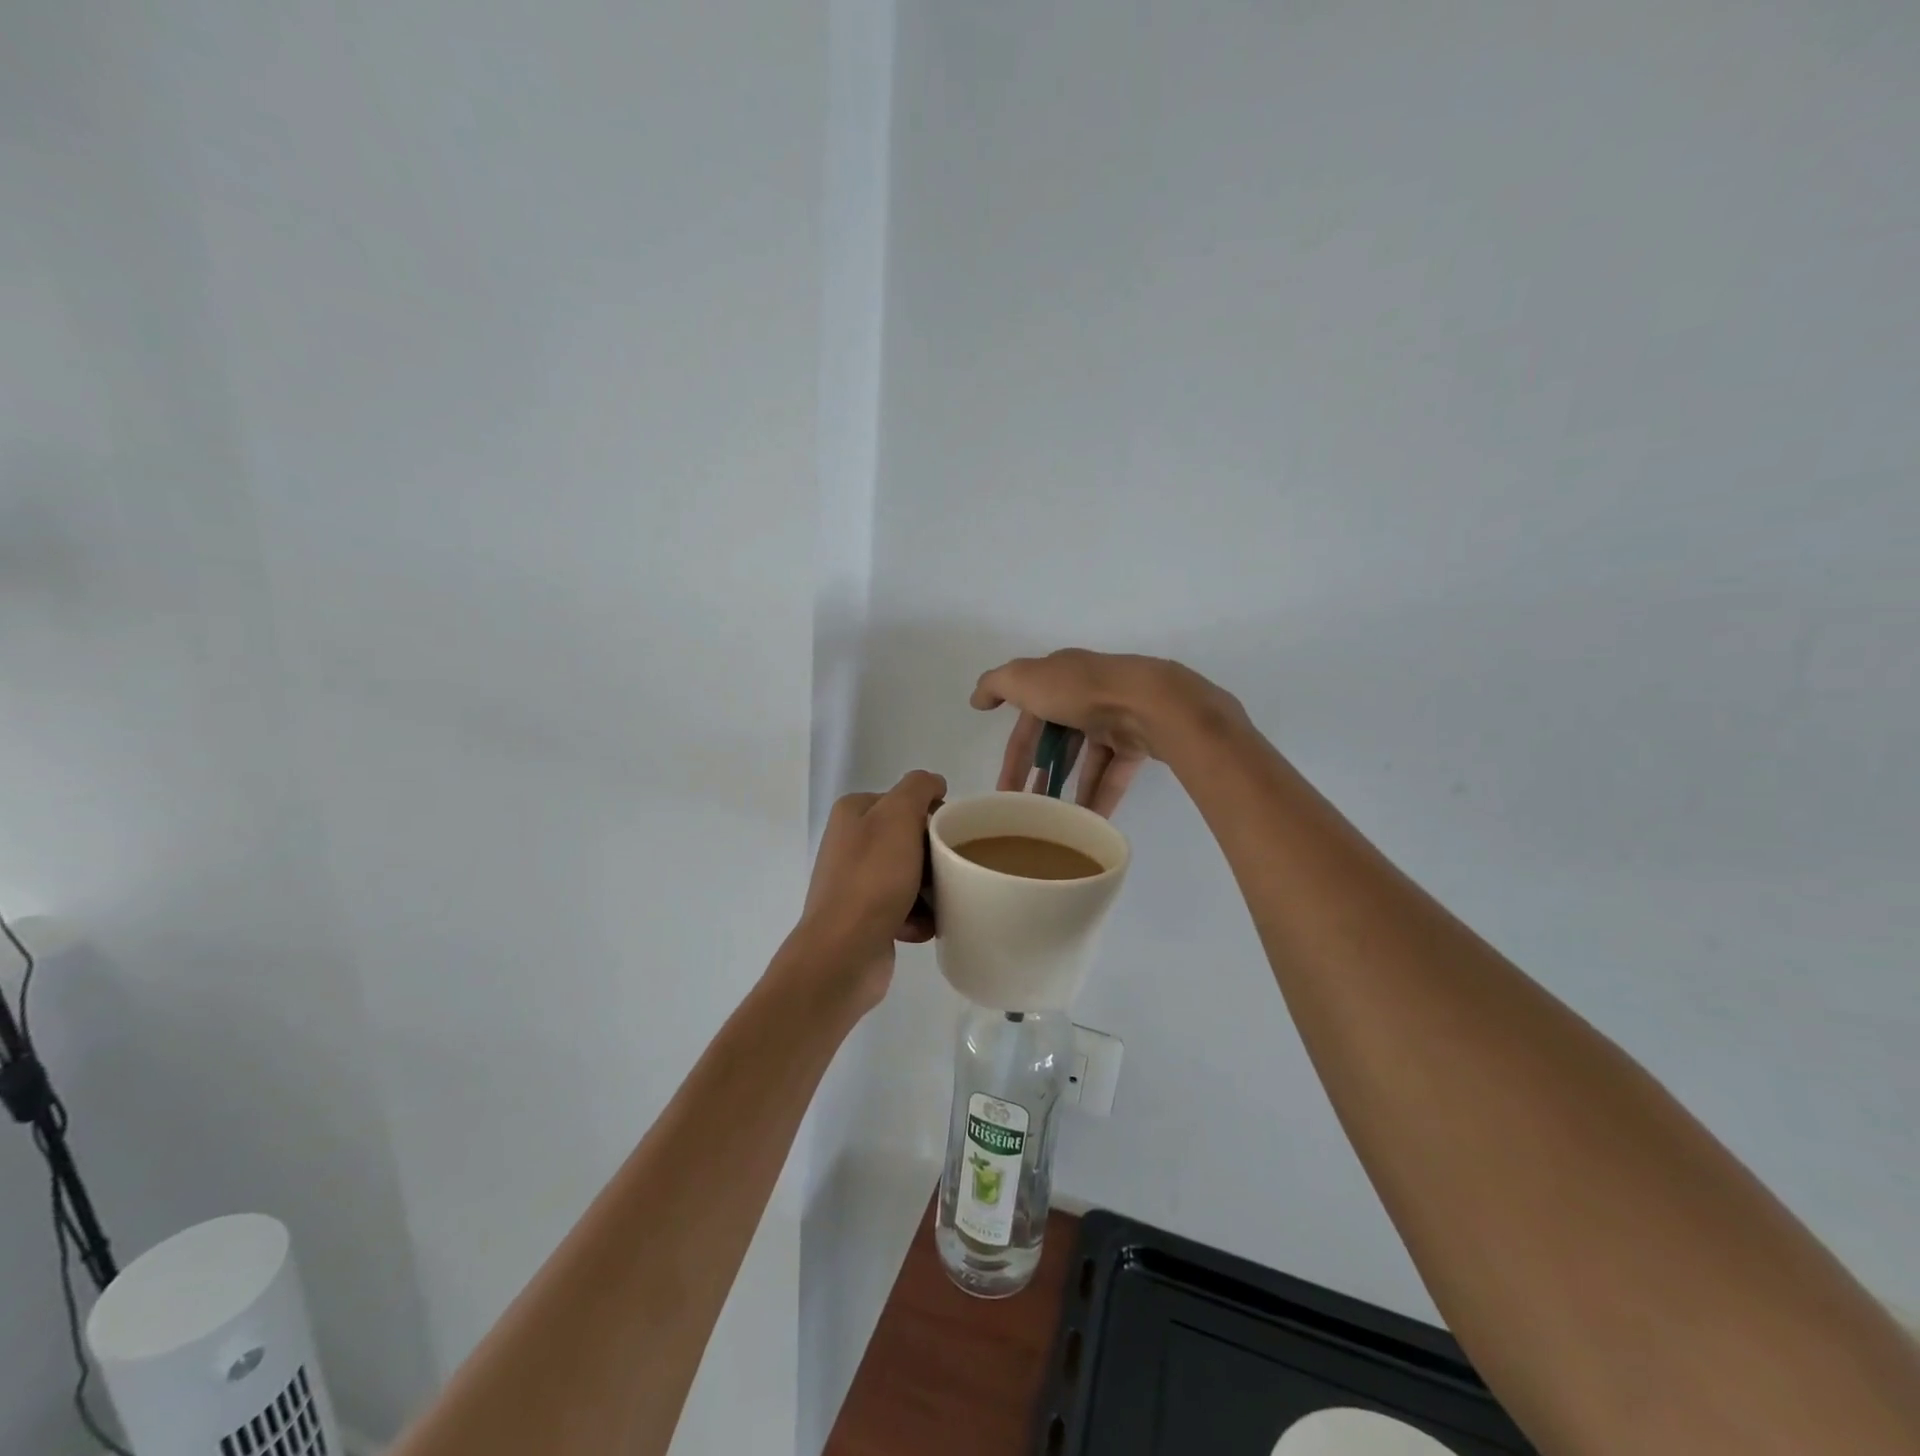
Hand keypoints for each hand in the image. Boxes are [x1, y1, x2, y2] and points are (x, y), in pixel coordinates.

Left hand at [792, 770, 946, 1009]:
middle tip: (951, 869)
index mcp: (853, 813)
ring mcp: (856, 882)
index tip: (950, 835)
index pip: (905, 800)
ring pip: (911, 875)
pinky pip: (904, 908)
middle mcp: (850, 843)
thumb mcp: (899, 816)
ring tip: (942, 901)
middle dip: (934, 856)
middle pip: (910, 839)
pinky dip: (918, 917)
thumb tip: (934, 783)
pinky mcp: (865, 917)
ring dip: (930, 889)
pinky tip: (924, 926)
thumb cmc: (874, 879)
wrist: (844, 952)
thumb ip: (918, 788)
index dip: (932, 814)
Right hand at [970, 650, 1236, 815]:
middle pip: (1058, 741)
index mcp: (1059, 678)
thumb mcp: (1025, 679)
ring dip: (1071, 788)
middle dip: (1042, 775)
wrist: (1148, 701)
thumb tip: (976, 699)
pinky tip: (1089, 821)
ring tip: (1058, 820)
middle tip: (1029, 809)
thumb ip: (996, 685)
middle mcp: (1086, 696)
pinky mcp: (1138, 742)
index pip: (1028, 720)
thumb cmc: (1080, 690)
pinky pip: (1114, 774)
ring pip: (1087, 759)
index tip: (1003, 791)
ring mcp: (1115, 719)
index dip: (1014, 755)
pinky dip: (1101, 796)